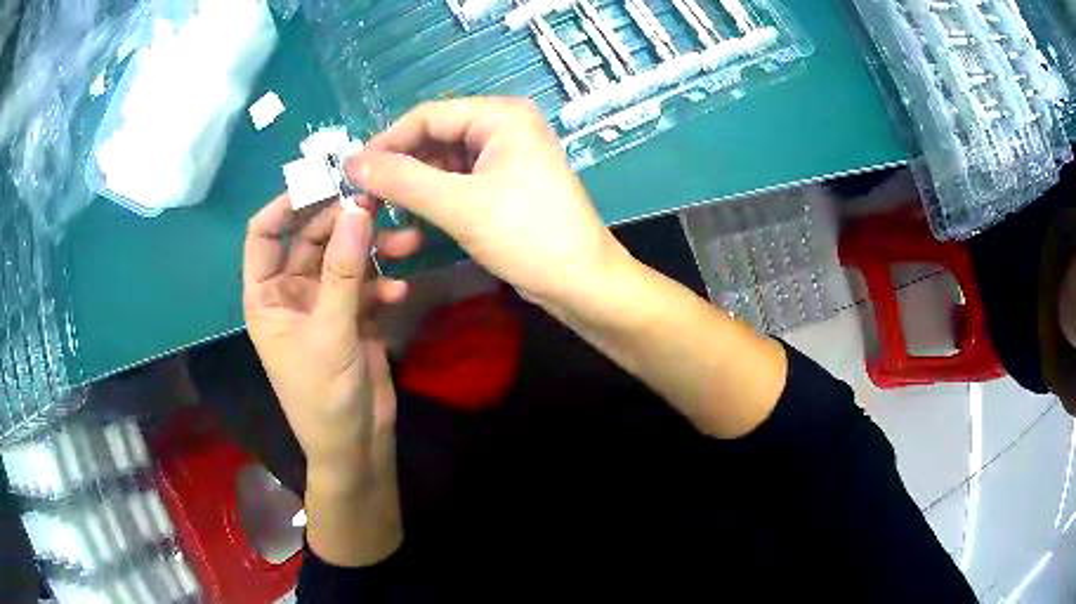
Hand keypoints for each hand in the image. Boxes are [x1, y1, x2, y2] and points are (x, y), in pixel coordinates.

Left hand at [243, 196, 414, 564]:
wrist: (356, 444)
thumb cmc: (323, 396)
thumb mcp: (330, 331)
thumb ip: (343, 270)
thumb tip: (357, 207)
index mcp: (267, 295)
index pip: (264, 234)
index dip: (287, 204)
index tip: (324, 181)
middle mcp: (292, 292)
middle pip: (312, 238)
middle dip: (344, 221)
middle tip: (379, 201)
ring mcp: (324, 303)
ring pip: (345, 258)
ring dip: (373, 249)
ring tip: (408, 242)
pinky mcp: (353, 316)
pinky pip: (366, 285)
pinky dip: (383, 284)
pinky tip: (400, 293)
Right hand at [346, 97, 631, 314]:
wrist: (581, 282)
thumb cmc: (526, 235)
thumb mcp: (458, 204)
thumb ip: (401, 179)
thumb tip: (351, 163)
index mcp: (501, 115)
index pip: (427, 117)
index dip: (386, 142)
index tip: (351, 172)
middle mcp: (504, 126)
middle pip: (435, 138)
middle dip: (400, 168)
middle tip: (365, 197)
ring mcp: (506, 155)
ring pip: (444, 162)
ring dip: (415, 187)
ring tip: (384, 211)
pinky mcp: (506, 183)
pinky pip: (459, 181)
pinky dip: (436, 199)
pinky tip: (415, 222)